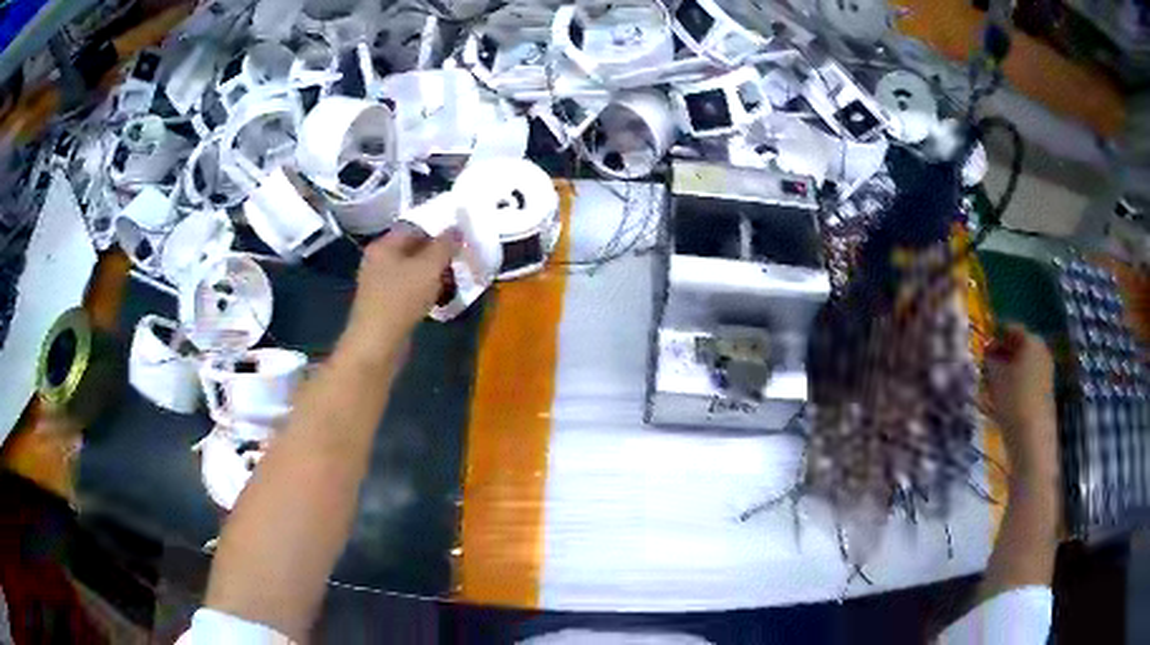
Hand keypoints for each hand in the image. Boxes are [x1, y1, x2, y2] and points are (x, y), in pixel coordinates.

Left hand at [343, 226, 458, 357]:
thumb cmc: (400, 299)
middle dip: (438, 254)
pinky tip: (441, 298)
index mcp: (383, 246)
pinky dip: (426, 291)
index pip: (413, 227)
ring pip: (413, 271)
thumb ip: (445, 245)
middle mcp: (378, 261)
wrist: (377, 344)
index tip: (460, 236)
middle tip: (461, 258)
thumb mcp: (429, 267)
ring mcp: (380, 285)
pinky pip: (410, 291)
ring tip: (456, 279)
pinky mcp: (386, 306)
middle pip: (413, 249)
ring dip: (434, 274)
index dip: (438, 229)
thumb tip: (456, 229)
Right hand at [986, 324, 1057, 481]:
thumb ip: (990, 359)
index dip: (994, 335)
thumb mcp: (995, 376)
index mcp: (1031, 339)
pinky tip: (1002, 399)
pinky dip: (1014, 384)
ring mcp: (1045, 372)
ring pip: (1022, 364)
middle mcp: (1041, 350)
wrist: (1032, 440)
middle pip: (1018, 346)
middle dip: (1001, 354)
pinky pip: (1027, 379)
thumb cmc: (1014, 401)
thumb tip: (987, 351)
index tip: (980, 347)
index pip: (1010, 328)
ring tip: (990, 386)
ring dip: (1007, 371)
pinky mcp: (1045, 392)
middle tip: (984, 366)